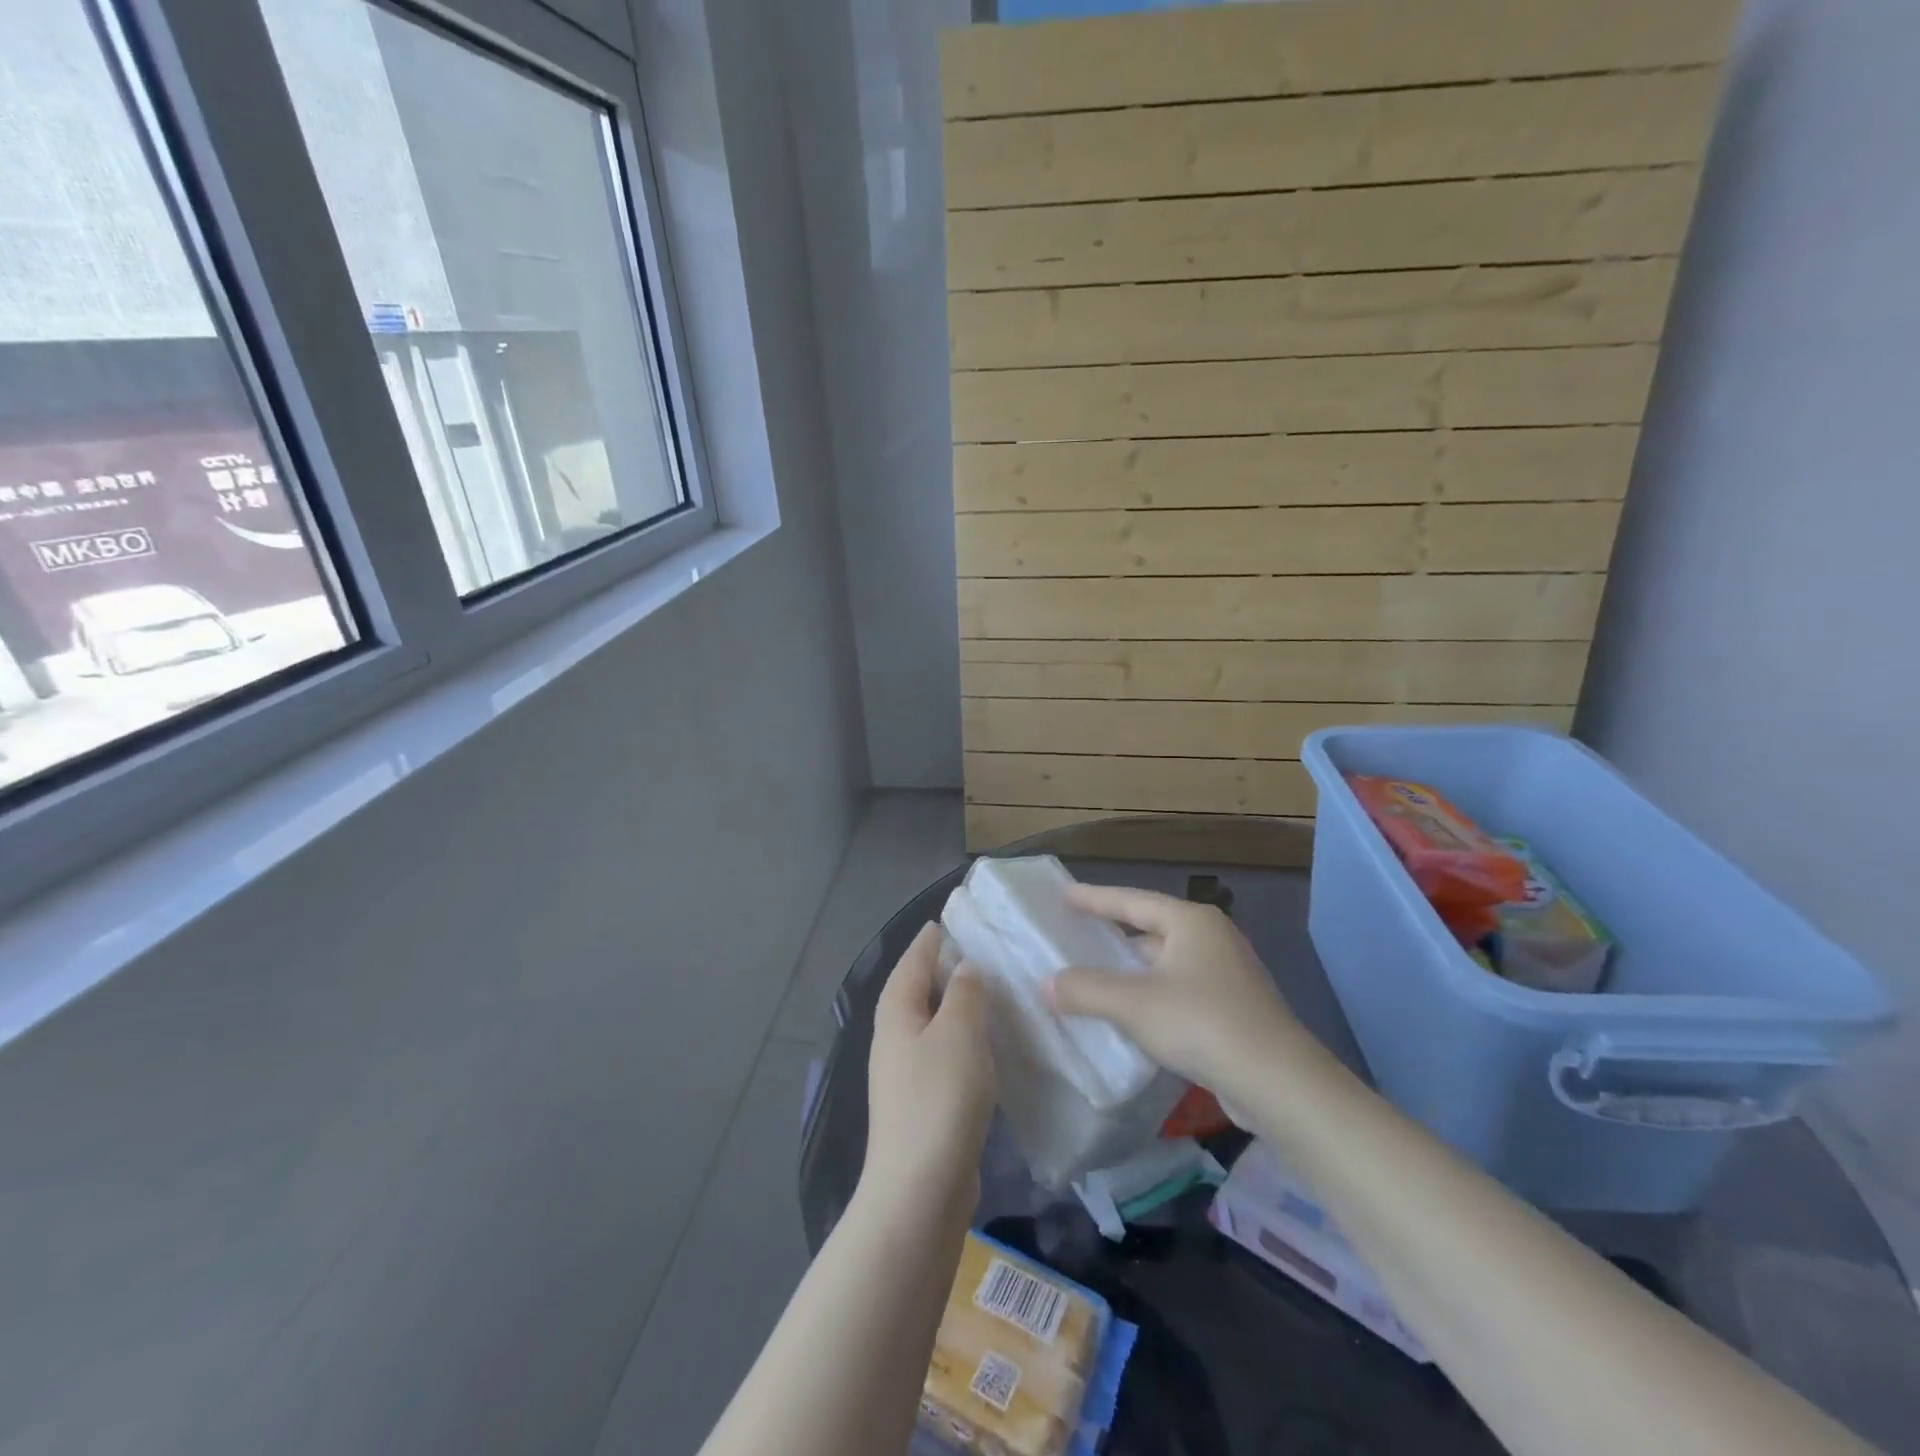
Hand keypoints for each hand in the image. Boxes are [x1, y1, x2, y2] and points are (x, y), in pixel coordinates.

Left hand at [862, 923, 995, 1222]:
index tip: (950, 918)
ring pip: (931, 1024)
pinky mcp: (923, 1104)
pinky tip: (986, 1045)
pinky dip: (962, 1039)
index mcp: (896, 1014)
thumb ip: (964, 994)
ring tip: (989, 991)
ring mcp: (905, 1074)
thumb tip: (964, 966)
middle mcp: (894, 1039)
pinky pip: (943, 1054)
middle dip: (942, 969)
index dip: (930, 939)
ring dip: (954, 1005)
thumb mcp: (958, 1033)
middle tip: (980, 950)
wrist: (920, 1191)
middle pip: (916, 990)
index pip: (912, 961)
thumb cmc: (939, 1099)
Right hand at [1048, 883, 1309, 1097]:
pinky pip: (1179, 990)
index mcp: (1192, 922)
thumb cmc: (1203, 1024)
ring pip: (1166, 964)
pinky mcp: (1234, 1009)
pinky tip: (1130, 1016)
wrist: (1279, 1084)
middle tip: (1075, 936)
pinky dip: (1151, 996)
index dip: (1095, 898)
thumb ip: (1086, 990)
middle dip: (1113, 935)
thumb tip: (1046, 983)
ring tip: (1093, 978)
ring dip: (1131, 972)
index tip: (1065, 895)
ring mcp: (1228, 974)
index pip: (1132, 900)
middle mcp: (1212, 938)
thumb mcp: (1134, 1005)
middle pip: (1151, 930)